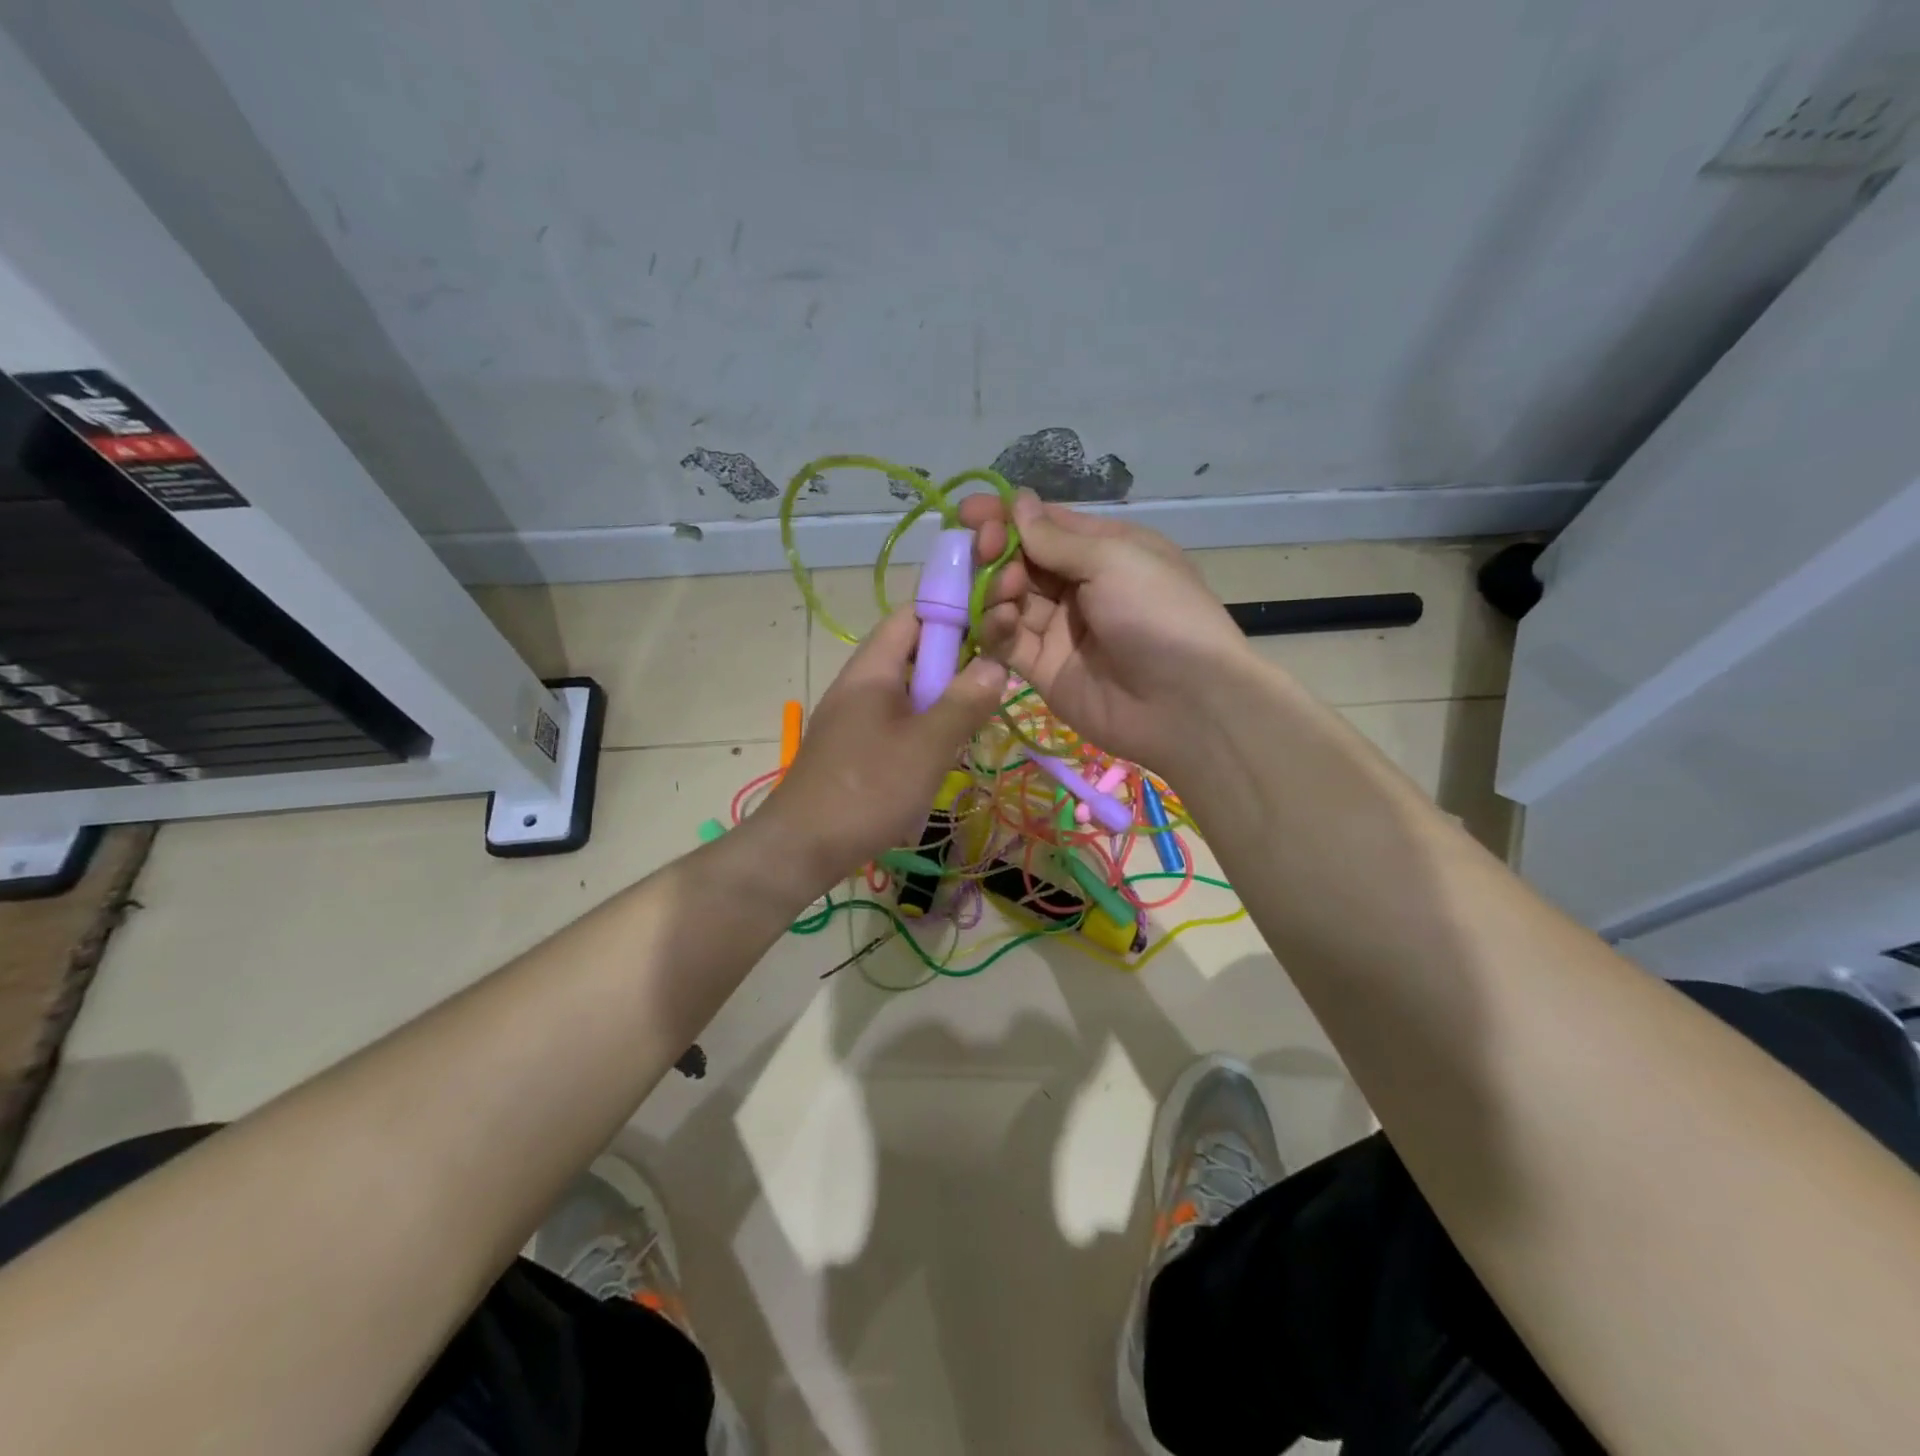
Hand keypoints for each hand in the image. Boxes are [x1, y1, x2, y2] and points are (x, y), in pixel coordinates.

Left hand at [761, 606, 1006, 886]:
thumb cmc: (868, 789)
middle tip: (992, 680)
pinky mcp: (853, 746)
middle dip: (954, 660)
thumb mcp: (928, 745)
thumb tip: (996, 663)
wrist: (802, 847)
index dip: (952, 612)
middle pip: (911, 652)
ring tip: (975, 716)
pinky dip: (923, 725)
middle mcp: (859, 683)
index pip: (912, 615)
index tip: (993, 627)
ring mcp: (853, 716)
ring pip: (906, 689)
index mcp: (872, 669)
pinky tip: (942, 750)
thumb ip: (964, 702)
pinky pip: (895, 720)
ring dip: (941, 697)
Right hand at [959, 489, 1250, 771]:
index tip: (967, 511)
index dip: (1006, 516)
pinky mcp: (1043, 670)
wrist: (1185, 704)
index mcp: (1105, 550)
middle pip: (1021, 561)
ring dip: (996, 588)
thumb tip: (1018, 501)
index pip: (1045, 525)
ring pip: (1009, 600)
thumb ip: (1056, 539)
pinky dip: (997, 628)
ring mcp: (1060, 631)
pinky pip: (1009, 642)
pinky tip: (1002, 621)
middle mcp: (1079, 587)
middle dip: (995, 550)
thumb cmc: (1158, 614)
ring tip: (1005, 590)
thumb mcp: (1114, 560)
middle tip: (980, 549)